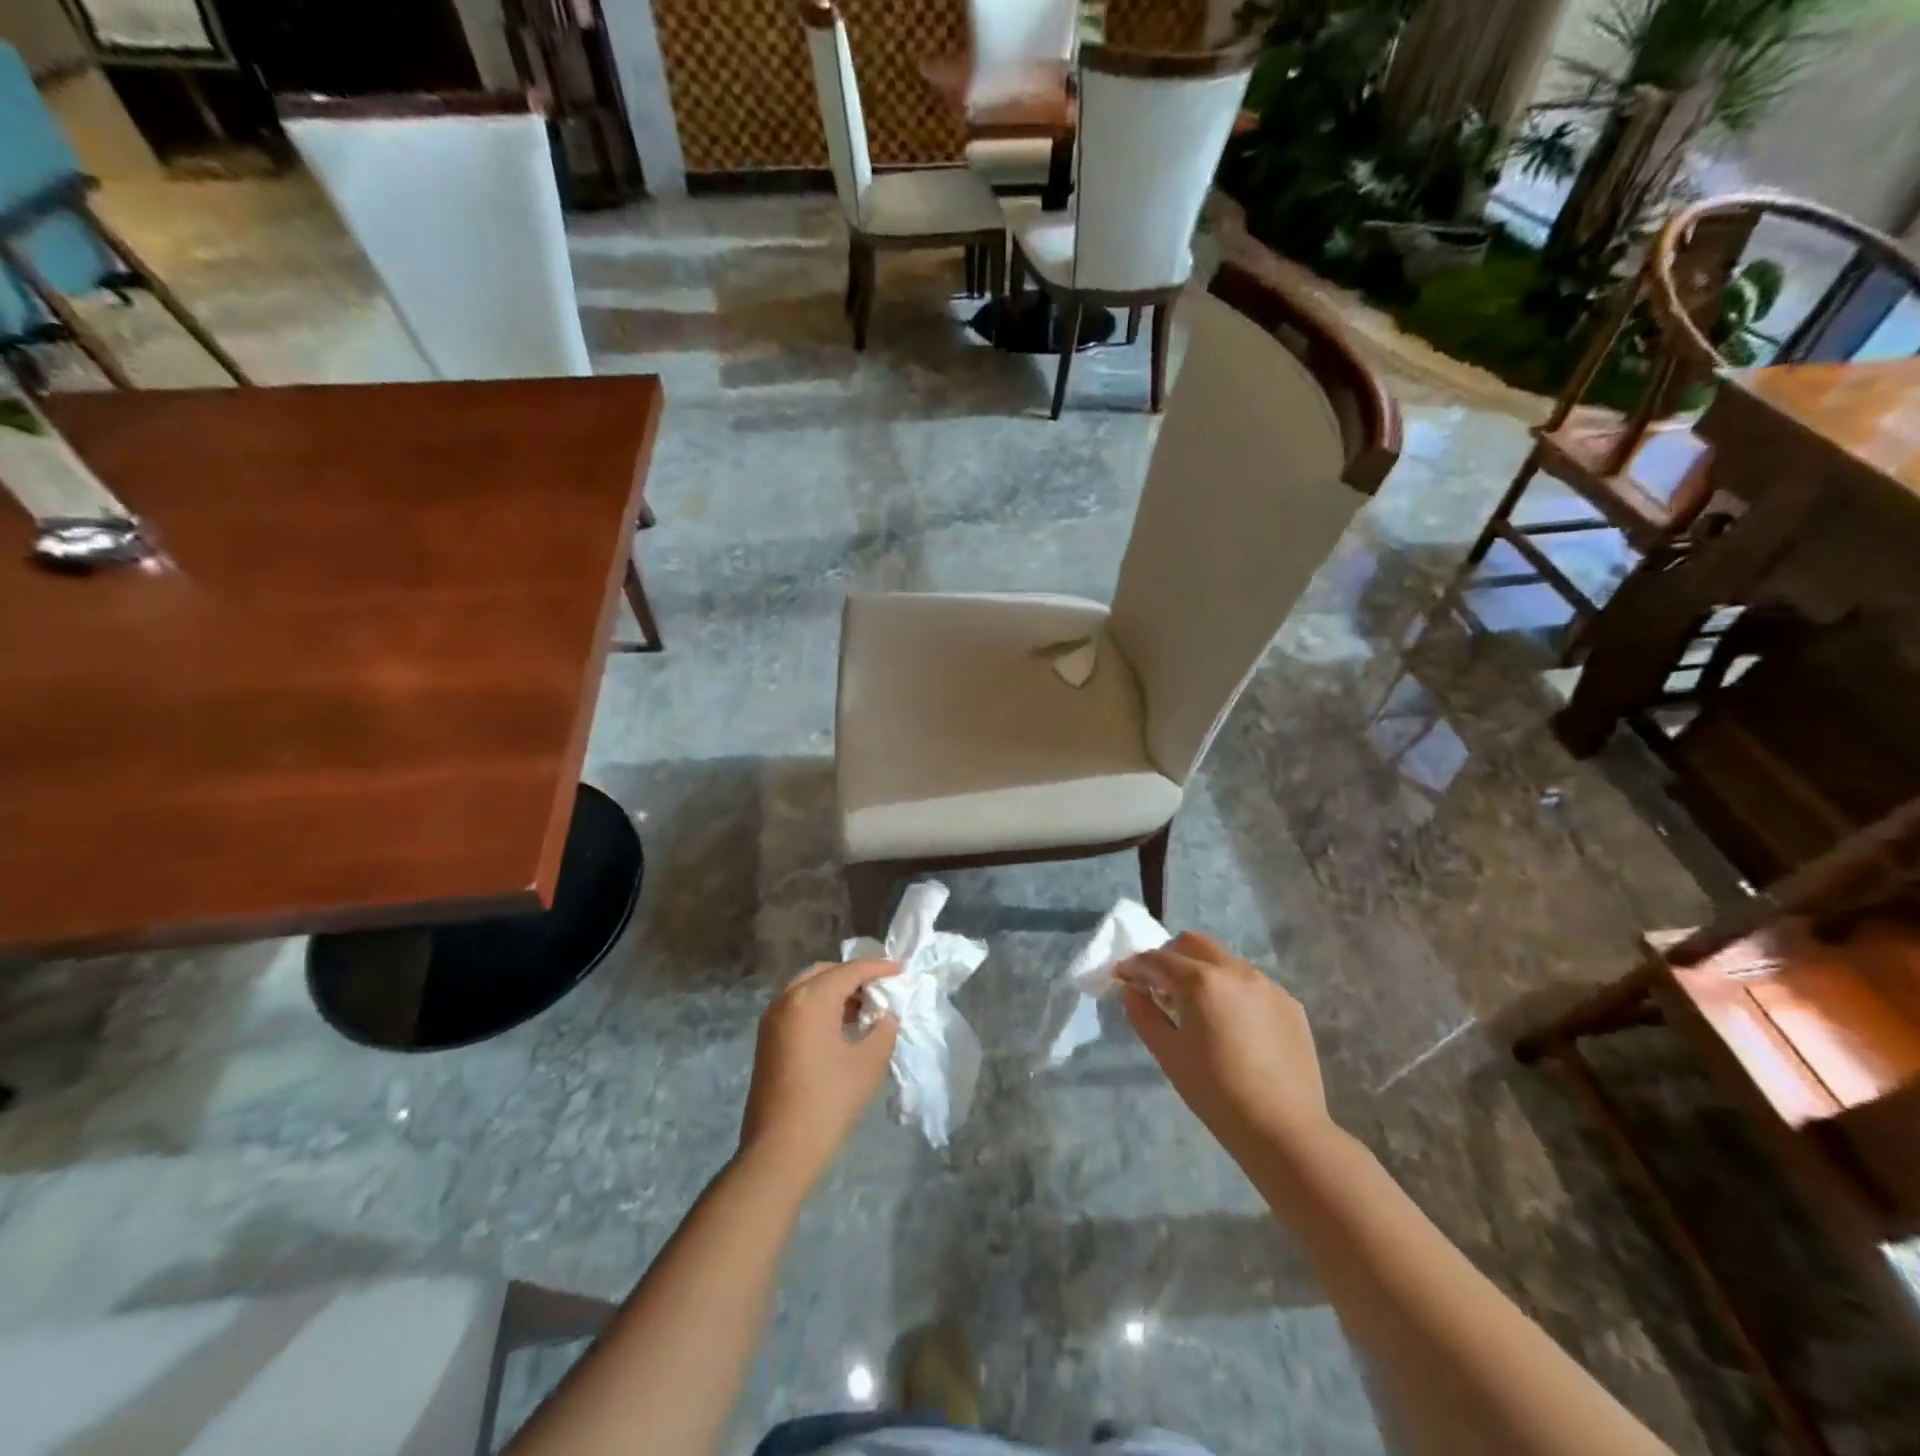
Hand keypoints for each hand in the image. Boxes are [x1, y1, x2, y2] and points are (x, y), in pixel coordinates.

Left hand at [738, 958, 898, 1190]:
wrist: (779, 1151)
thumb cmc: (828, 1101)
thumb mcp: (869, 1063)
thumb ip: (883, 1030)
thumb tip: (884, 1017)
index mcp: (811, 998)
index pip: (851, 970)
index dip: (879, 968)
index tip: (901, 970)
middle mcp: (787, 999)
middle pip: (825, 972)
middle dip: (854, 975)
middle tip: (881, 988)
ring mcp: (772, 1019)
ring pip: (808, 988)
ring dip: (835, 991)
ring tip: (864, 1008)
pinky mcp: (766, 1039)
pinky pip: (797, 1007)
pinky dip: (819, 1006)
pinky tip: (840, 1026)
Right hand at [1117, 932, 1328, 1154]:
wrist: (1284, 1129)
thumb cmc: (1216, 1092)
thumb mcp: (1168, 1054)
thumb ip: (1144, 1014)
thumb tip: (1132, 990)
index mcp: (1201, 980)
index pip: (1157, 959)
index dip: (1134, 966)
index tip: (1121, 976)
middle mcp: (1235, 970)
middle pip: (1193, 944)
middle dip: (1169, 956)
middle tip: (1158, 985)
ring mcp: (1267, 984)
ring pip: (1224, 960)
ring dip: (1202, 970)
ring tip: (1196, 1006)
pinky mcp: (1288, 1003)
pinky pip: (1250, 983)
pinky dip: (1231, 990)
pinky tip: (1231, 1024)